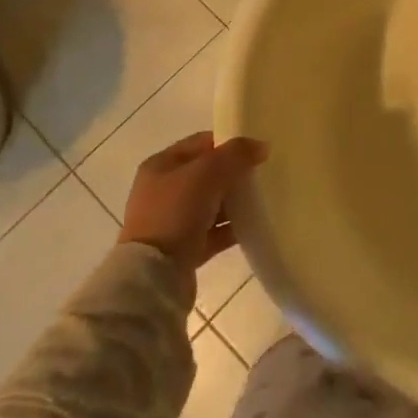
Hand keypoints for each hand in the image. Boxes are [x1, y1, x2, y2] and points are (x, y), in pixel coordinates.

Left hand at [118, 132, 266, 286]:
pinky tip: (253, 225)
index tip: (257, 150)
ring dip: (235, 202)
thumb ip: (236, 154)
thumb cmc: (175, 212)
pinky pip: (214, 231)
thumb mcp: (207, 173)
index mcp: (161, 165)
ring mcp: (172, 220)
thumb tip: (261, 146)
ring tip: (263, 200)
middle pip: (207, 174)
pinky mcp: (183, 248)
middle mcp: (163, 190)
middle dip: (235, 173)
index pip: (201, 143)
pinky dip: (231, 228)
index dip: (229, 143)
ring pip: (212, 203)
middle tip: (263, 174)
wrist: (154, 275)